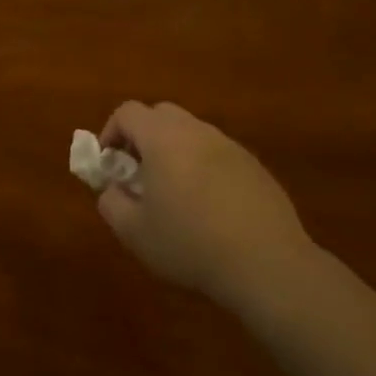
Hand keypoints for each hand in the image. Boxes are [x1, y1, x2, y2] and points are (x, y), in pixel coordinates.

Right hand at [98, 102, 311, 310]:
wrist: (266, 263)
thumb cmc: (190, 244)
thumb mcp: (135, 233)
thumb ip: (112, 203)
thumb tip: (112, 189)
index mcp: (163, 138)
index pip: (128, 112)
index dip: (111, 132)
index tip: (109, 163)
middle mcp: (196, 131)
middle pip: (161, 115)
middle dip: (143, 137)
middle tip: (138, 173)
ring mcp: (230, 146)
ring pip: (192, 133)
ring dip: (175, 152)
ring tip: (174, 194)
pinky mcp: (254, 166)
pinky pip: (218, 154)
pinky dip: (204, 168)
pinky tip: (209, 208)